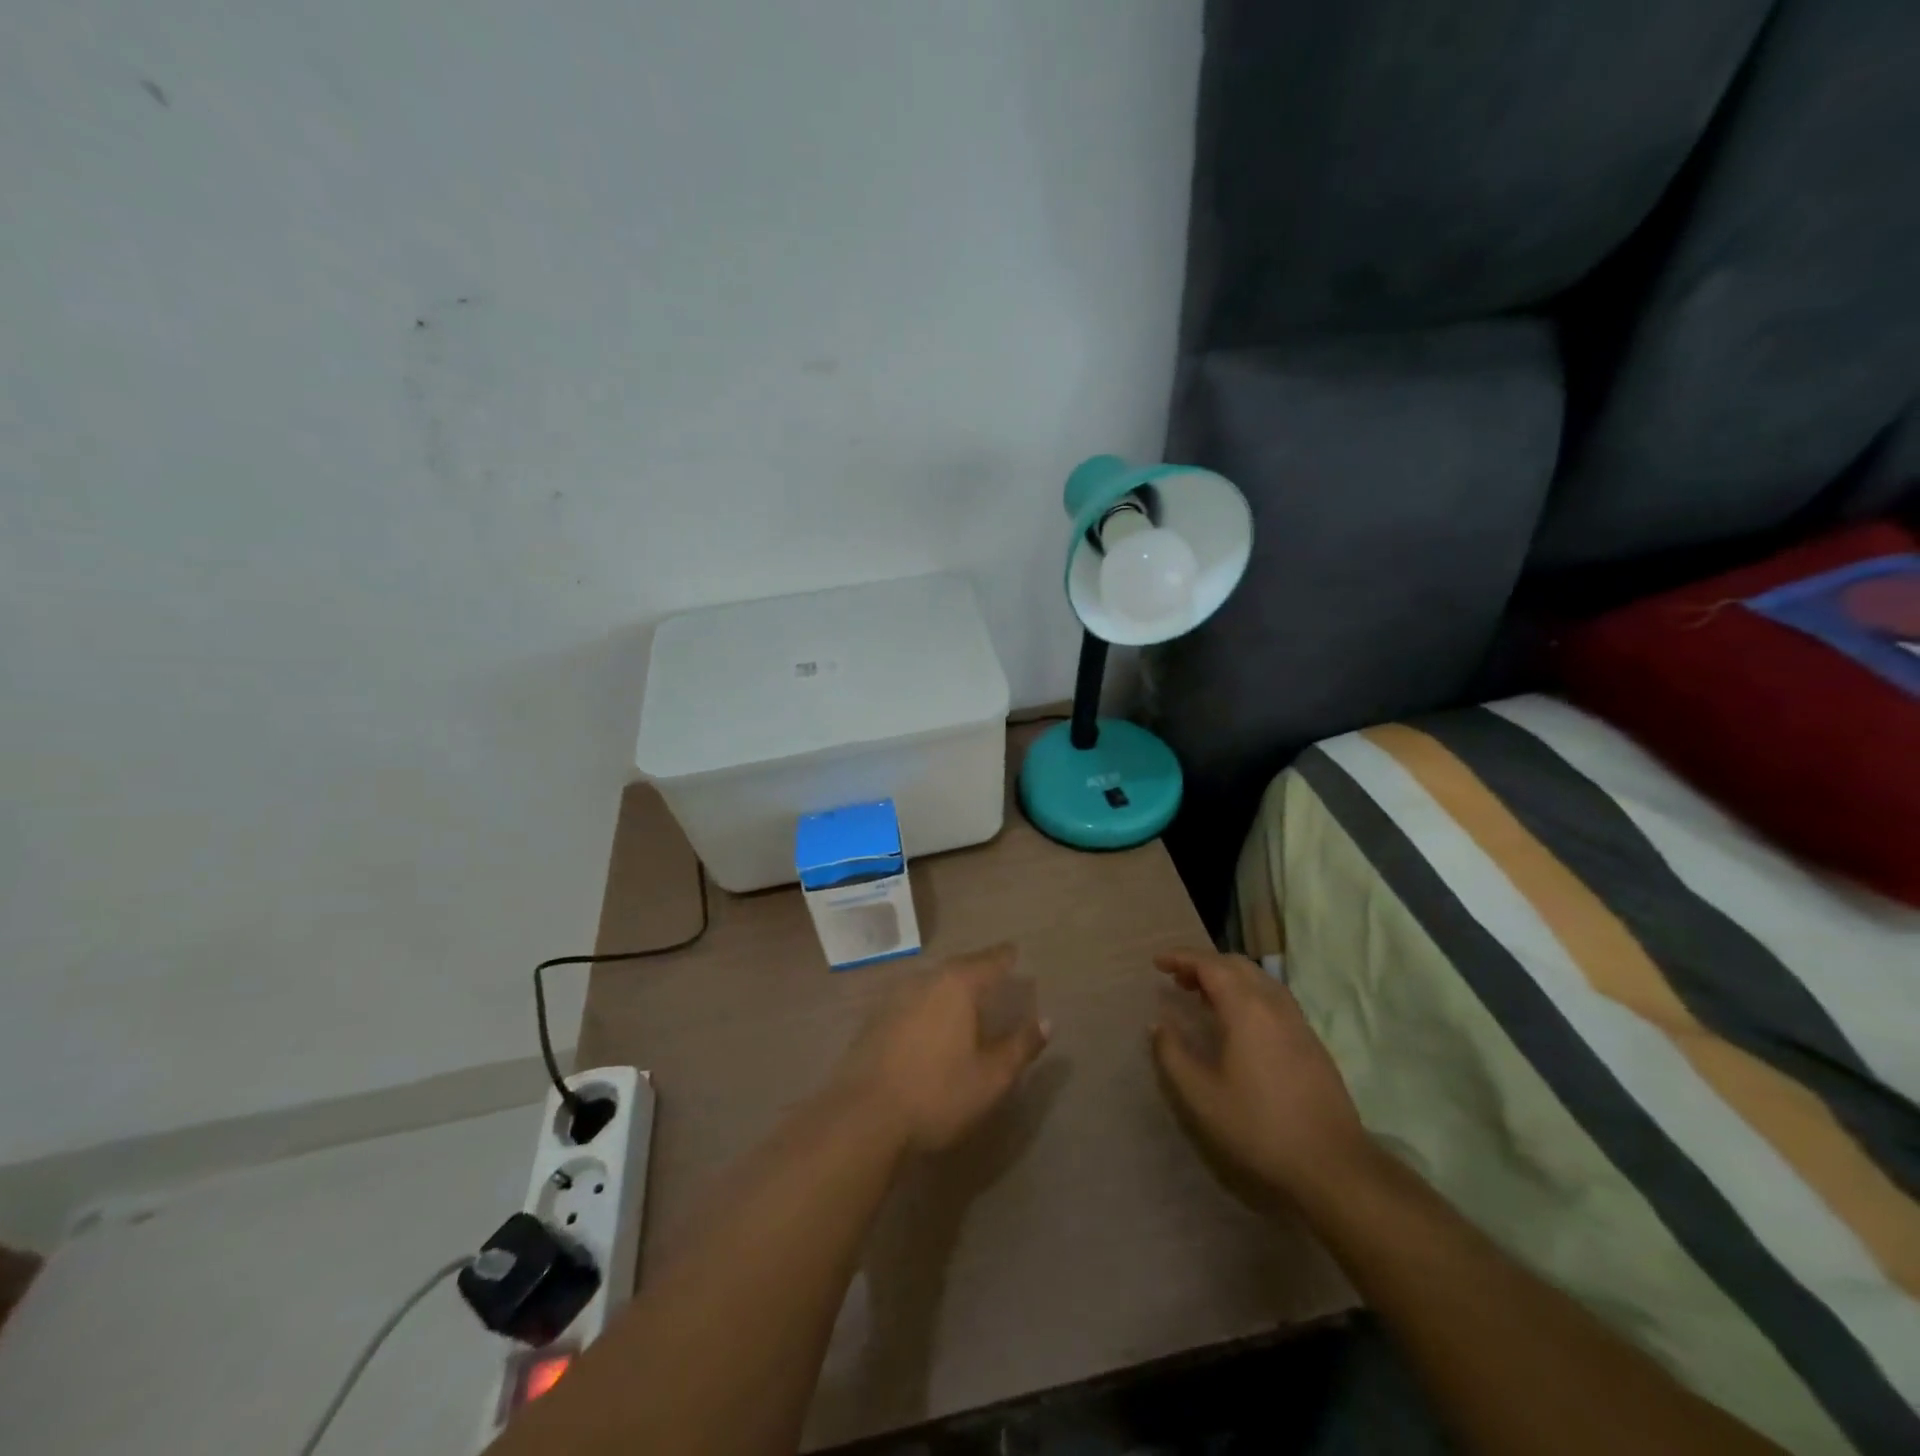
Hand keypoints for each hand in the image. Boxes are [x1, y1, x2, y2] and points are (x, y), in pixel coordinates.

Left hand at [836, 943, 1050, 1152]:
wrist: (863, 1116)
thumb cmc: (937, 1093)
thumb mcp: (991, 1077)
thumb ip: (1020, 1046)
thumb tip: (1046, 1022)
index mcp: (957, 985)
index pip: (989, 961)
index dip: (1005, 957)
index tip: (1015, 953)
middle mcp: (925, 980)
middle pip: (958, 967)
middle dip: (978, 969)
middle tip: (994, 974)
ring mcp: (895, 997)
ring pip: (932, 982)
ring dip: (951, 986)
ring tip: (966, 997)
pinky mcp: (875, 1019)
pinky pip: (912, 1000)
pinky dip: (928, 1004)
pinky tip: (931, 1021)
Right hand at [1150, 949, 1369, 1204]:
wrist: (1333, 1166)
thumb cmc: (1259, 1127)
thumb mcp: (1201, 1095)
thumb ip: (1173, 1054)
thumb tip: (1159, 1024)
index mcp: (1247, 1008)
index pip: (1210, 965)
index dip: (1181, 957)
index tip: (1157, 963)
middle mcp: (1274, 1004)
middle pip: (1236, 965)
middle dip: (1204, 964)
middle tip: (1177, 979)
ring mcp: (1297, 1022)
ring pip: (1259, 980)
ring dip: (1227, 978)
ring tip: (1203, 997)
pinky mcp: (1311, 1042)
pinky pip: (1273, 999)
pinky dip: (1247, 994)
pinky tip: (1238, 1024)